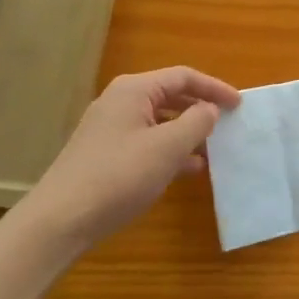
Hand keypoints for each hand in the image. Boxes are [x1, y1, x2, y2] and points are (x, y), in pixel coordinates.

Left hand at [18, 66, 241, 248]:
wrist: (59, 221)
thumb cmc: (118, 176)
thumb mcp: (167, 148)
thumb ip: (196, 123)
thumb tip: (210, 110)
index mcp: (134, 90)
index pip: (183, 77)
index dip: (214, 88)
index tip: (239, 104)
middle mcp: (120, 102)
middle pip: (170, 95)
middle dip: (201, 108)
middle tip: (228, 122)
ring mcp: (109, 129)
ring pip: (159, 120)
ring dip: (187, 131)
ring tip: (213, 148)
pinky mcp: (104, 154)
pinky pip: (147, 141)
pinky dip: (169, 149)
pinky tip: (187, 169)